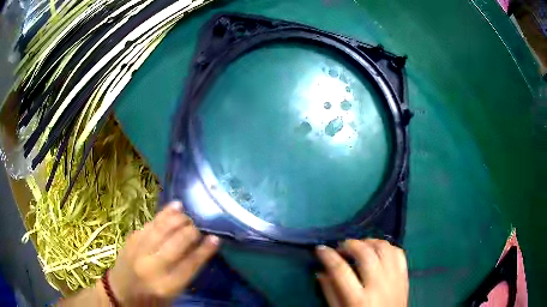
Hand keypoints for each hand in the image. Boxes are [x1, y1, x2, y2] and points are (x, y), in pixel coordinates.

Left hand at [106, 201, 219, 305]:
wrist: (120, 293)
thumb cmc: (150, 299)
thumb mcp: (171, 295)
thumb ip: (184, 273)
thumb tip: (198, 250)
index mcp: (166, 285)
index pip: (190, 264)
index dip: (204, 250)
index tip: (215, 238)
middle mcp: (152, 267)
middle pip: (176, 243)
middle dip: (191, 232)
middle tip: (199, 228)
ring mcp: (138, 251)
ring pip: (162, 229)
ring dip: (178, 219)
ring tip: (188, 214)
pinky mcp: (130, 240)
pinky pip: (149, 224)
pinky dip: (163, 215)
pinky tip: (173, 208)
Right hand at [316, 239, 407, 306]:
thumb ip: (330, 293)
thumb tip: (320, 272)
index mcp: (358, 299)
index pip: (340, 270)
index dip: (328, 256)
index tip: (320, 249)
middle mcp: (378, 285)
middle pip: (365, 254)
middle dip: (350, 244)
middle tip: (342, 247)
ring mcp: (394, 279)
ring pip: (384, 248)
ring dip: (370, 242)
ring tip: (360, 246)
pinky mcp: (404, 277)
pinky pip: (399, 253)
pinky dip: (387, 247)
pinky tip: (378, 251)